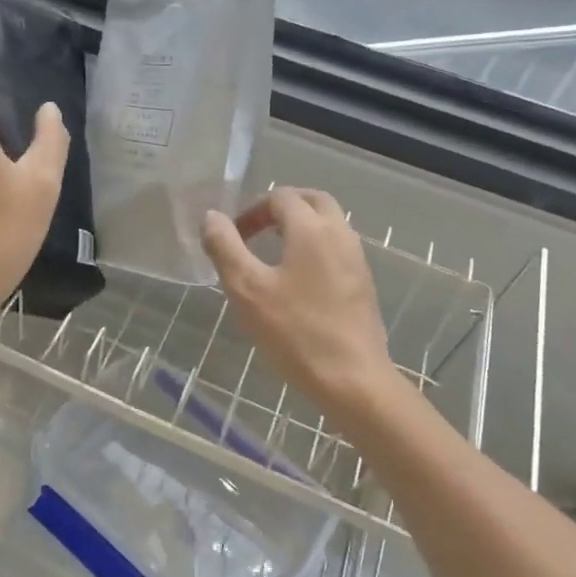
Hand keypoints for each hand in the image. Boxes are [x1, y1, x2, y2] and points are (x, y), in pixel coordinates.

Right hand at [202, 188, 400, 428]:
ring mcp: (356, 259)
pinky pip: (337, 248)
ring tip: (271, 254)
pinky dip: (315, 247)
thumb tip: (212, 217)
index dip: (252, 210)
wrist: (353, 379)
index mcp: (311, 229)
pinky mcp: (363, 283)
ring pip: (329, 224)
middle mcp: (339, 234)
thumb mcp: (247, 289)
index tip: (232, 237)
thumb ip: (225, 247)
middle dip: (281, 208)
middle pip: (312, 200)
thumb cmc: (295, 332)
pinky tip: (296, 280)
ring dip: (300, 226)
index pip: (280, 197)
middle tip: (255, 231)